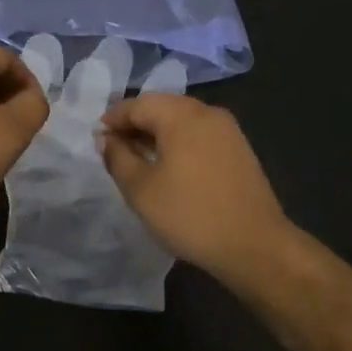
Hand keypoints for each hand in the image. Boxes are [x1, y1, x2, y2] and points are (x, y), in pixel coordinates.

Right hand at [99, 94, 294, 280]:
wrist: (255, 245)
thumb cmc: (190, 214)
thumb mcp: (141, 189)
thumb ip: (118, 158)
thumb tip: (106, 139)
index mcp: (182, 115)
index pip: (137, 104)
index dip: (113, 119)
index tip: (96, 139)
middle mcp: (207, 112)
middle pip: (161, 107)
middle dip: (135, 124)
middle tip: (114, 148)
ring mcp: (228, 130)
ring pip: (182, 121)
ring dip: (157, 134)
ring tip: (138, 159)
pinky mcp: (239, 149)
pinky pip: (199, 135)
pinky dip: (179, 143)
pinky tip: (169, 167)